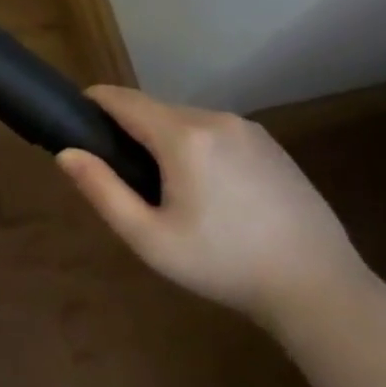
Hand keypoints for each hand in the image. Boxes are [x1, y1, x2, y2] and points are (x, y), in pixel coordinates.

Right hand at [57, 84, 369, 329]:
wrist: (318, 286)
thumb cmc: (222, 264)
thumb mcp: (149, 237)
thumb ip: (102, 190)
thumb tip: (67, 153)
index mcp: (183, 136)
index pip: (122, 99)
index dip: (93, 103)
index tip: (75, 121)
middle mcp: (216, 119)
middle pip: (153, 109)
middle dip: (128, 130)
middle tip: (120, 175)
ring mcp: (249, 129)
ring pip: (186, 121)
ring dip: (163, 139)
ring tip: (163, 188)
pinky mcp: (271, 145)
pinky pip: (215, 133)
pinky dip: (195, 147)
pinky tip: (206, 192)